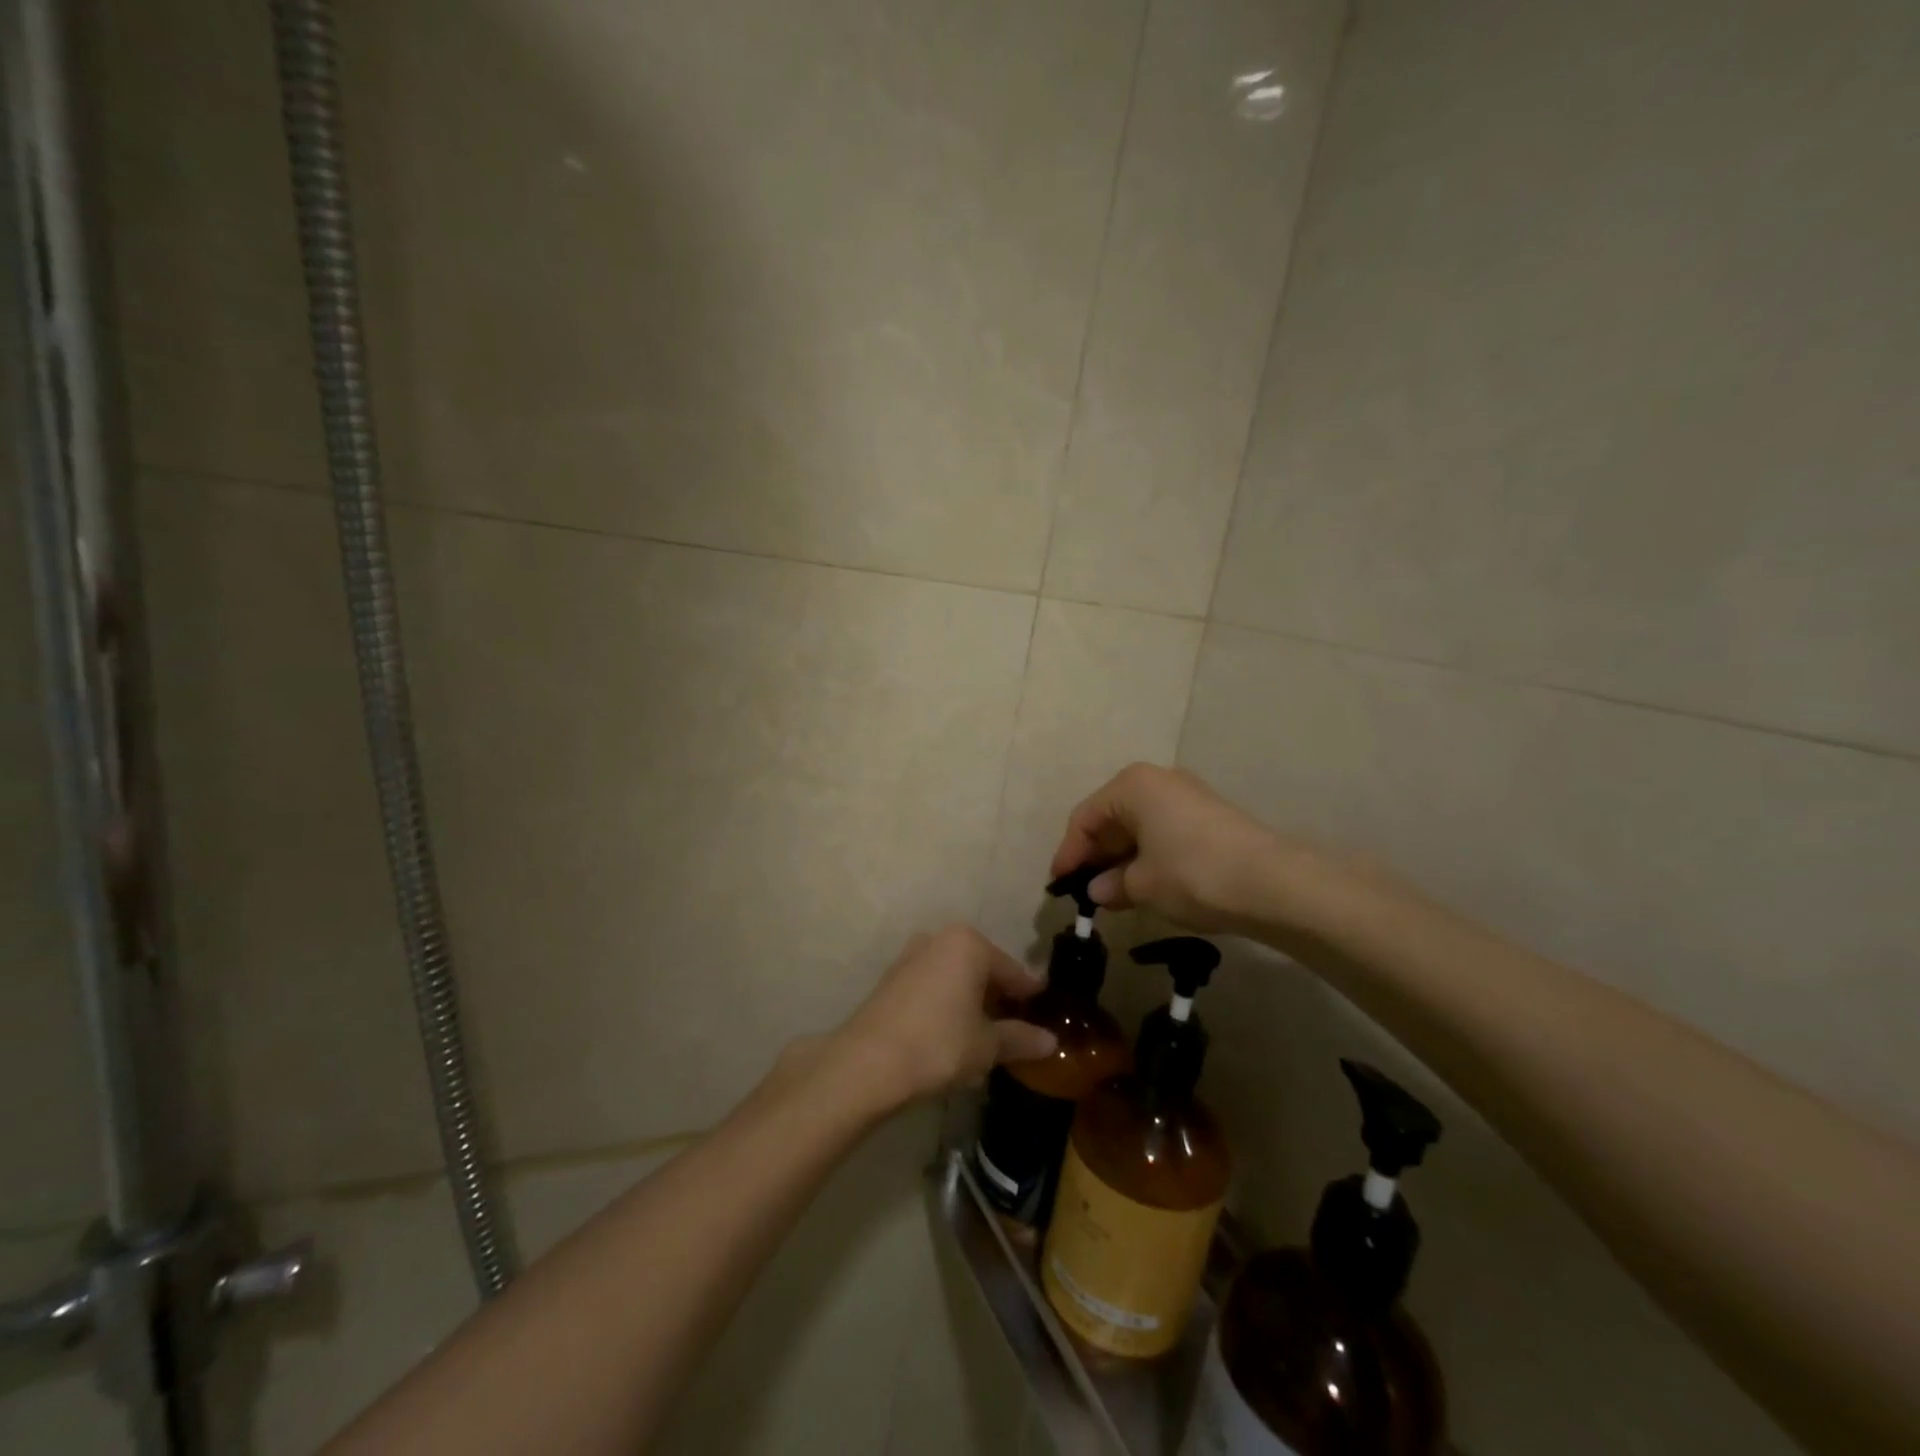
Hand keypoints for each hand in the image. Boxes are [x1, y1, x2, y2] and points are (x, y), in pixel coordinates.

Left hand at [829, 926, 1057, 1110]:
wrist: (867, 1063)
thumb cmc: (938, 1044)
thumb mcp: (987, 1045)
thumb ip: (1021, 1038)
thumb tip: (1051, 1041)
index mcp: (969, 944)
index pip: (1013, 971)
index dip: (1031, 996)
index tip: (1047, 1015)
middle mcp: (939, 939)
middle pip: (983, 970)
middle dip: (1000, 999)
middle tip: (1019, 1030)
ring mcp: (912, 956)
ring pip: (956, 978)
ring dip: (973, 1002)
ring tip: (988, 1037)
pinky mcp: (892, 979)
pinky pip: (934, 987)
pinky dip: (949, 1004)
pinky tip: (954, 1035)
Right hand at [1049, 764, 1289, 932]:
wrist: (1271, 882)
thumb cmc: (1191, 874)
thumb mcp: (1142, 885)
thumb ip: (1111, 885)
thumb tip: (1097, 890)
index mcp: (1131, 786)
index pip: (1085, 818)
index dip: (1069, 853)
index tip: (1059, 885)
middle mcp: (1157, 781)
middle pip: (1112, 818)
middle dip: (1096, 855)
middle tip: (1084, 891)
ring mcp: (1186, 796)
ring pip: (1139, 826)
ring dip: (1122, 858)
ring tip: (1112, 894)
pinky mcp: (1208, 816)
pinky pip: (1162, 832)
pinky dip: (1147, 856)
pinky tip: (1144, 884)